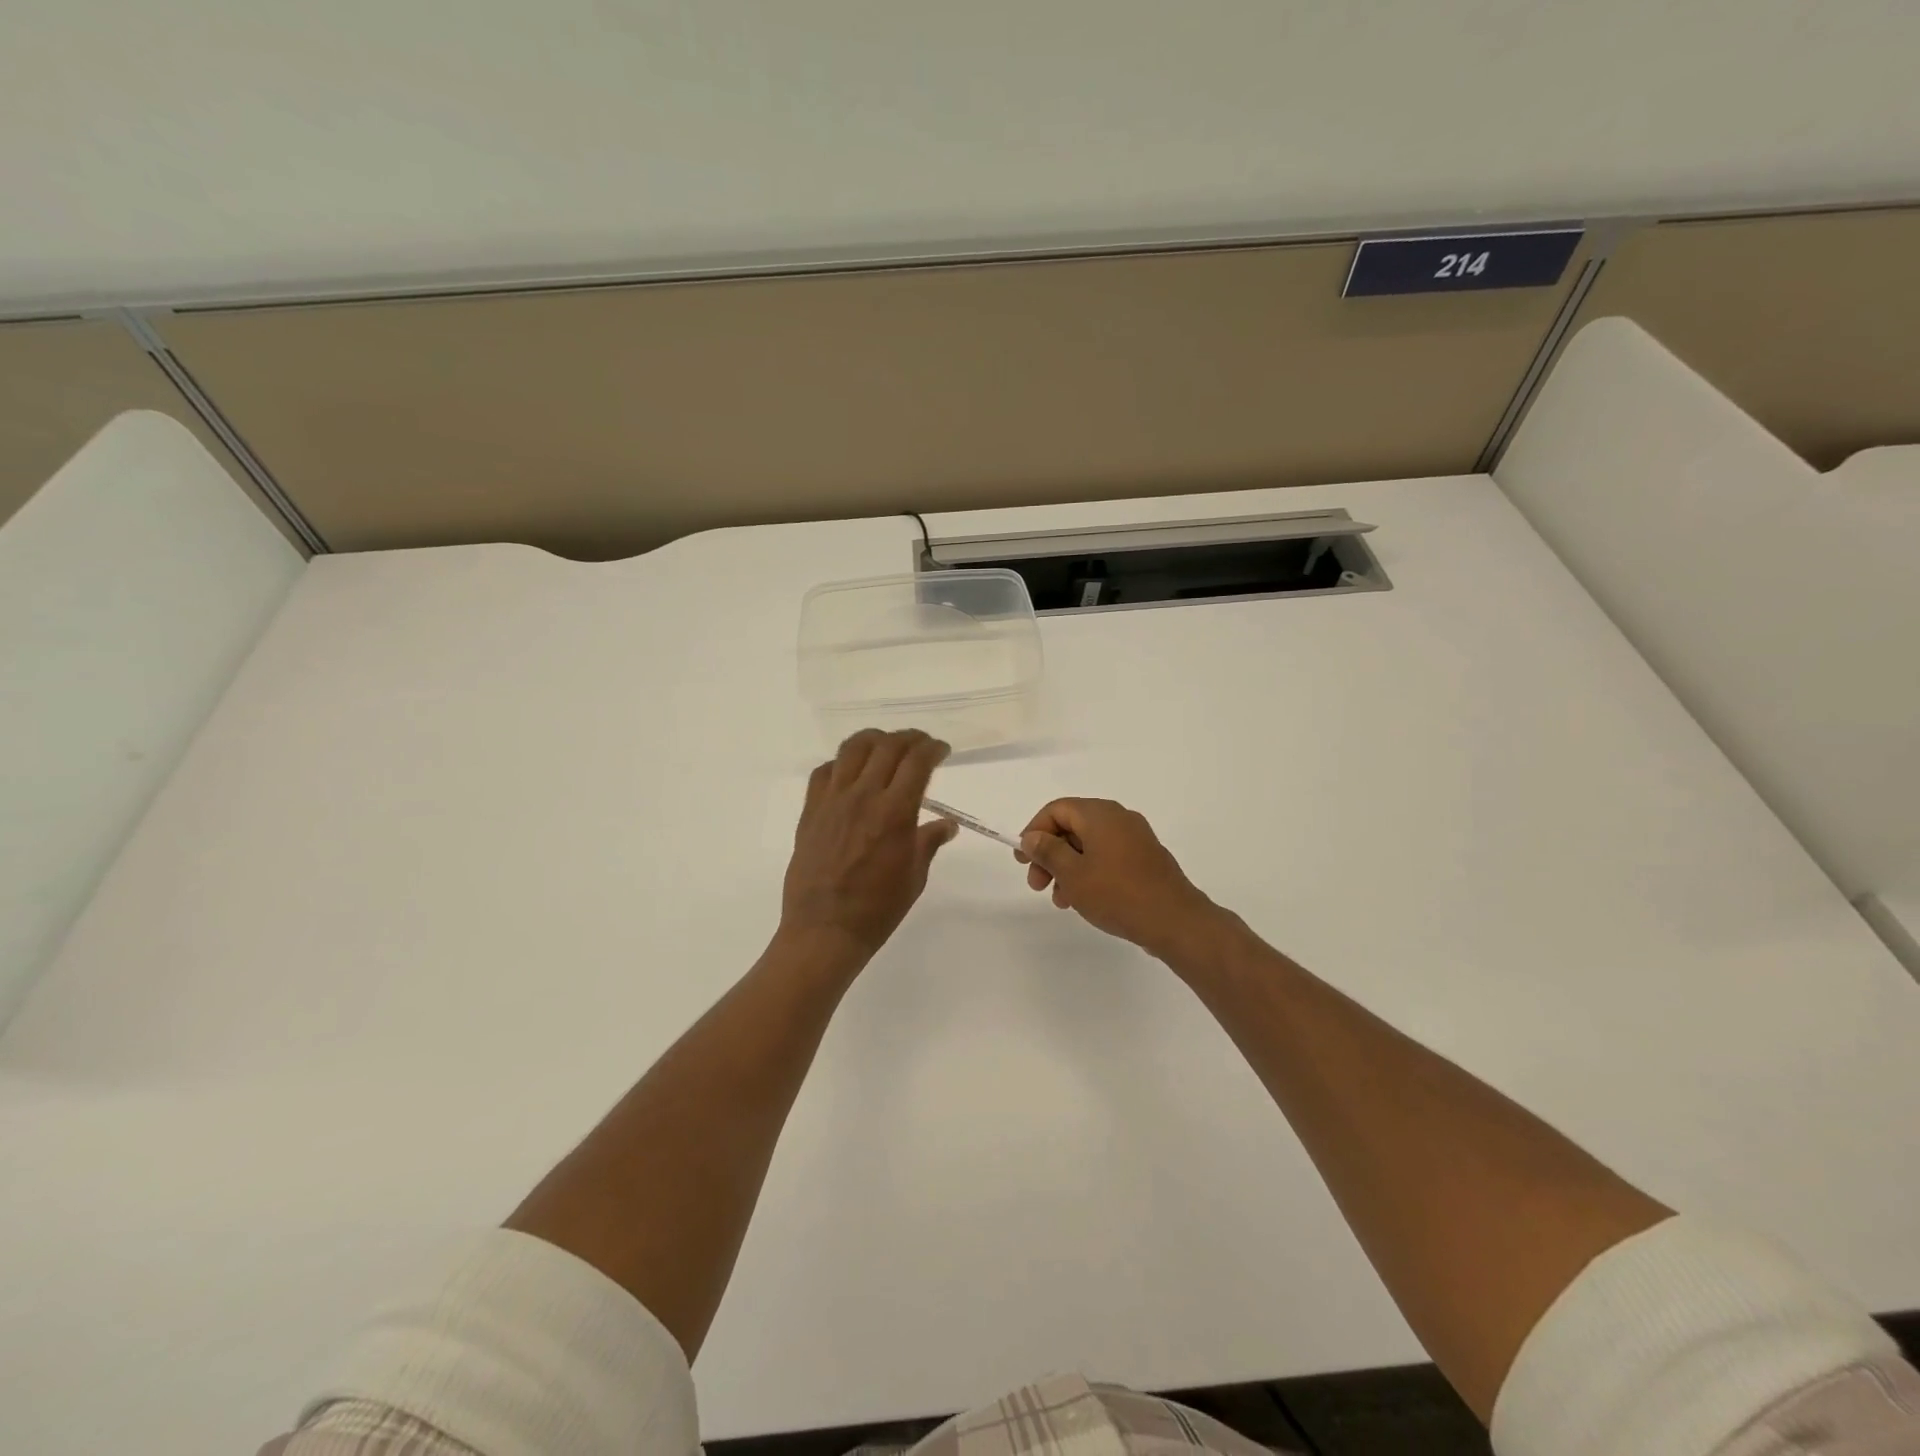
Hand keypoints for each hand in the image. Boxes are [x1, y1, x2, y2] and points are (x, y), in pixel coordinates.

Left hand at [780, 730, 957, 964]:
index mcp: (895, 812)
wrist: (825, 930)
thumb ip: (929, 842)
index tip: (941, 751)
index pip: (917, 761)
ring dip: (874, 740)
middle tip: (920, 745)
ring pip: (852, 749)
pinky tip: (850, 773)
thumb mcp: (914, 876)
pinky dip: (841, 763)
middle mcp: (864, 796)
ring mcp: (832, 800)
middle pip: (887, 746)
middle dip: (909, 739)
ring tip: (885, 747)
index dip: (933, 748)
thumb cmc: (877, 909)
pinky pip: (824, 771)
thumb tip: (948, 824)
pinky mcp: (811, 810)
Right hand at [1016, 798, 1221, 960]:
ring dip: (1068, 868)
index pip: (1056, 810)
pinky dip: (1089, 872)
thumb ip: (1048, 851)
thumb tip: (1032, 836)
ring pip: (1089, 845)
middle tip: (1036, 885)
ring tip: (1060, 900)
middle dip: (1049, 854)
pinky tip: (1084, 900)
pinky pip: (1108, 857)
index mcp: (1100, 814)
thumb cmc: (1117, 894)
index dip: (1034, 831)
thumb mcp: (1072, 874)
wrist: (1175, 921)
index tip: (1023, 860)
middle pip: (1072, 827)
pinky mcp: (1145, 859)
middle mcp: (1119, 818)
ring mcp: (1135, 838)